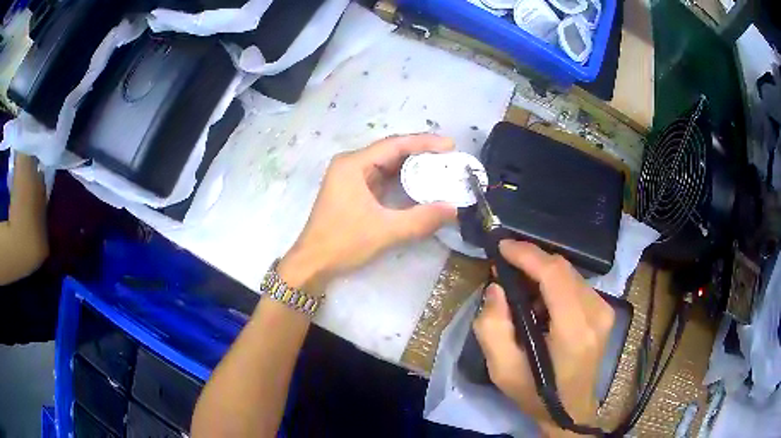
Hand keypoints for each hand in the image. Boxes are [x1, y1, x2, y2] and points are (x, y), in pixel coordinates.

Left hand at [278, 134, 456, 289]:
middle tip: (449, 158)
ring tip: (441, 167)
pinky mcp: (353, 191)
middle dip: (421, 153)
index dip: (424, 143)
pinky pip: (382, 178)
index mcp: (353, 164)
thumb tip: (454, 209)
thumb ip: (421, 219)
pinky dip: (402, 180)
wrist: (312, 264)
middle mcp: (351, 164)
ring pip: (387, 165)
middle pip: (391, 151)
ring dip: (412, 166)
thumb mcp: (385, 231)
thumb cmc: (342, 243)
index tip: (450, 145)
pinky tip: (420, 183)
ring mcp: (350, 178)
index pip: (394, 145)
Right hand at [473, 241, 614, 435]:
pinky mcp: (605, 311)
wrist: (570, 410)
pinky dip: (554, 283)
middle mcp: (596, 314)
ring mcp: (605, 311)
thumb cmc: (536, 394)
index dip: (528, 255)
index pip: (555, 275)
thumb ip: (493, 327)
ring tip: (519, 285)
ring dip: (542, 272)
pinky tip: (540, 299)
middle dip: (531, 260)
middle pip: (563, 269)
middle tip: (504, 268)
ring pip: (570, 273)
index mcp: (574, 332)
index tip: (502, 247)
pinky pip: (576, 283)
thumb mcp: (503, 370)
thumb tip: (497, 288)